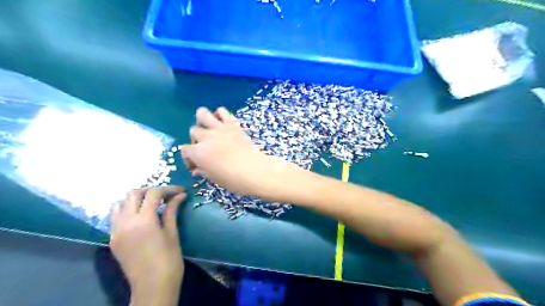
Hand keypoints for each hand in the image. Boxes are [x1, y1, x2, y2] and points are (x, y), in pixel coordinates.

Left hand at [109, 185, 186, 305]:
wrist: (152, 286)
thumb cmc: (169, 260)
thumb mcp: (172, 233)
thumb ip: (172, 211)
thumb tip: (180, 195)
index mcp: (143, 220)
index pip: (153, 194)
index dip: (169, 189)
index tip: (180, 191)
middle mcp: (125, 222)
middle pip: (132, 194)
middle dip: (150, 191)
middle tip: (165, 196)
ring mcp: (116, 232)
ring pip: (120, 204)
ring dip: (135, 200)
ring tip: (151, 205)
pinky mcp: (113, 240)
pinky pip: (115, 218)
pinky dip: (127, 211)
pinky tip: (141, 217)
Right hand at [180, 108, 293, 196]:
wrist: (256, 171)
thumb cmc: (234, 180)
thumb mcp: (215, 179)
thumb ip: (203, 172)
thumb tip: (196, 171)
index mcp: (199, 153)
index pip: (184, 149)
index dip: (188, 158)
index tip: (196, 165)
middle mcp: (206, 137)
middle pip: (193, 131)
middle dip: (196, 140)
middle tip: (205, 148)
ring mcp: (219, 128)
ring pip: (201, 113)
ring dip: (202, 120)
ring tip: (209, 129)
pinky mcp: (232, 124)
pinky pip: (222, 111)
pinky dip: (220, 114)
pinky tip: (222, 123)